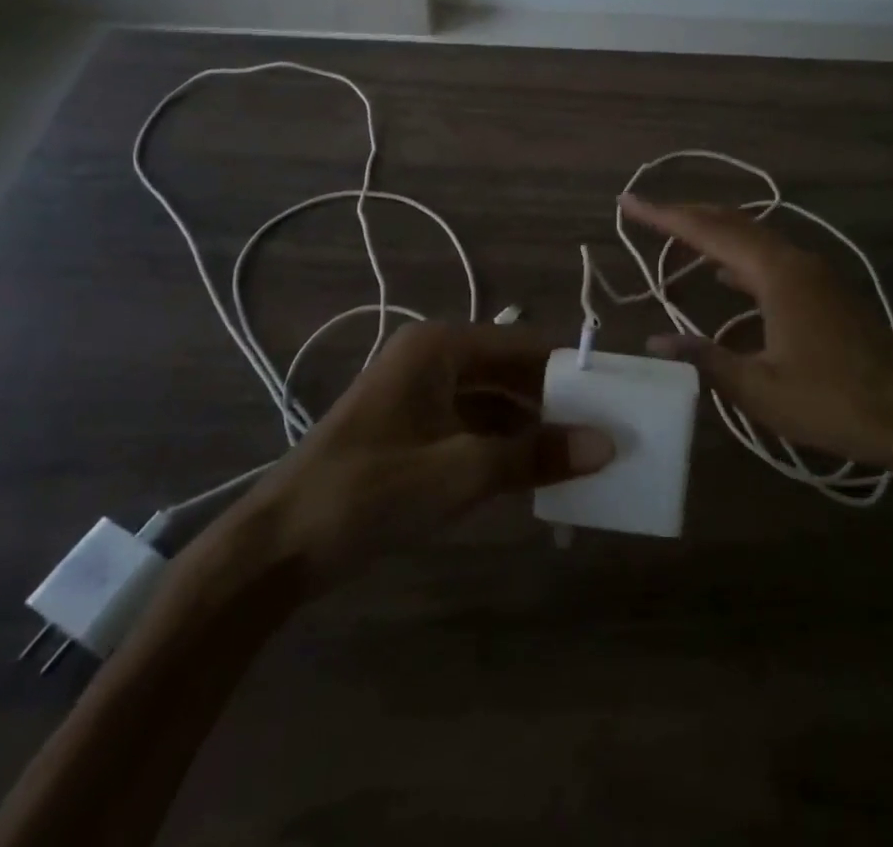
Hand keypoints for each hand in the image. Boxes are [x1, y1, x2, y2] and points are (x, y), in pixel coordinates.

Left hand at [241, 323, 614, 584]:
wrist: (275, 547)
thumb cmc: (369, 493)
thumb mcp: (460, 473)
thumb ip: (534, 456)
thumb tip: (606, 444)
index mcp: (440, 347)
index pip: (525, 345)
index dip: (572, 369)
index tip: (617, 395)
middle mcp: (432, 358)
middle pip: (509, 370)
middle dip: (554, 401)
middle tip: (605, 431)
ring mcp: (418, 392)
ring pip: (492, 399)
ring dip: (530, 426)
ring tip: (580, 454)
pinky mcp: (410, 426)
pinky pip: (471, 424)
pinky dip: (502, 445)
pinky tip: (532, 473)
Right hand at [621, 195, 892, 493]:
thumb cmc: (837, 401)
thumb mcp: (761, 389)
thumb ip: (706, 359)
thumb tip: (657, 340)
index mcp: (774, 273)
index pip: (707, 232)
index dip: (664, 216)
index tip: (629, 202)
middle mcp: (793, 260)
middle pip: (730, 223)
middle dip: (685, 216)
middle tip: (645, 213)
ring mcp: (813, 274)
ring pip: (752, 238)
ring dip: (712, 234)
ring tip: (675, 238)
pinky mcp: (823, 292)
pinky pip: (768, 258)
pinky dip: (737, 257)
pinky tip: (724, 277)